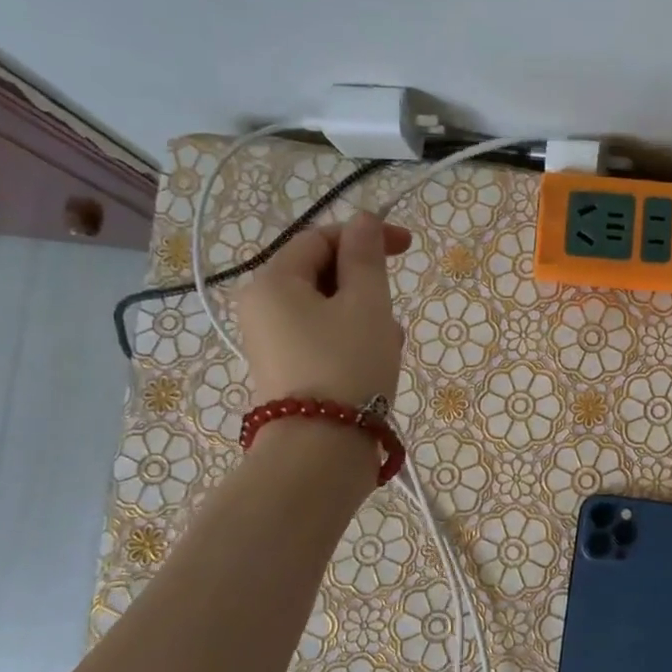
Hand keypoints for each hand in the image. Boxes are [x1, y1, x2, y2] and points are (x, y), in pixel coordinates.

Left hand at [235, 213, 412, 403]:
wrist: (322, 450)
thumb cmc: (347, 366)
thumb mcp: (367, 304)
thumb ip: (366, 257)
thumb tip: (363, 221)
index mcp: (273, 282)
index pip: (319, 238)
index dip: (364, 235)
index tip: (408, 246)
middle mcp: (263, 308)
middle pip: (323, 275)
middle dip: (367, 286)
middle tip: (394, 311)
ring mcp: (273, 344)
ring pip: (330, 310)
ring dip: (366, 317)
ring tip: (390, 346)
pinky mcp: (289, 373)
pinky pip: (325, 340)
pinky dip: (353, 342)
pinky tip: (378, 365)